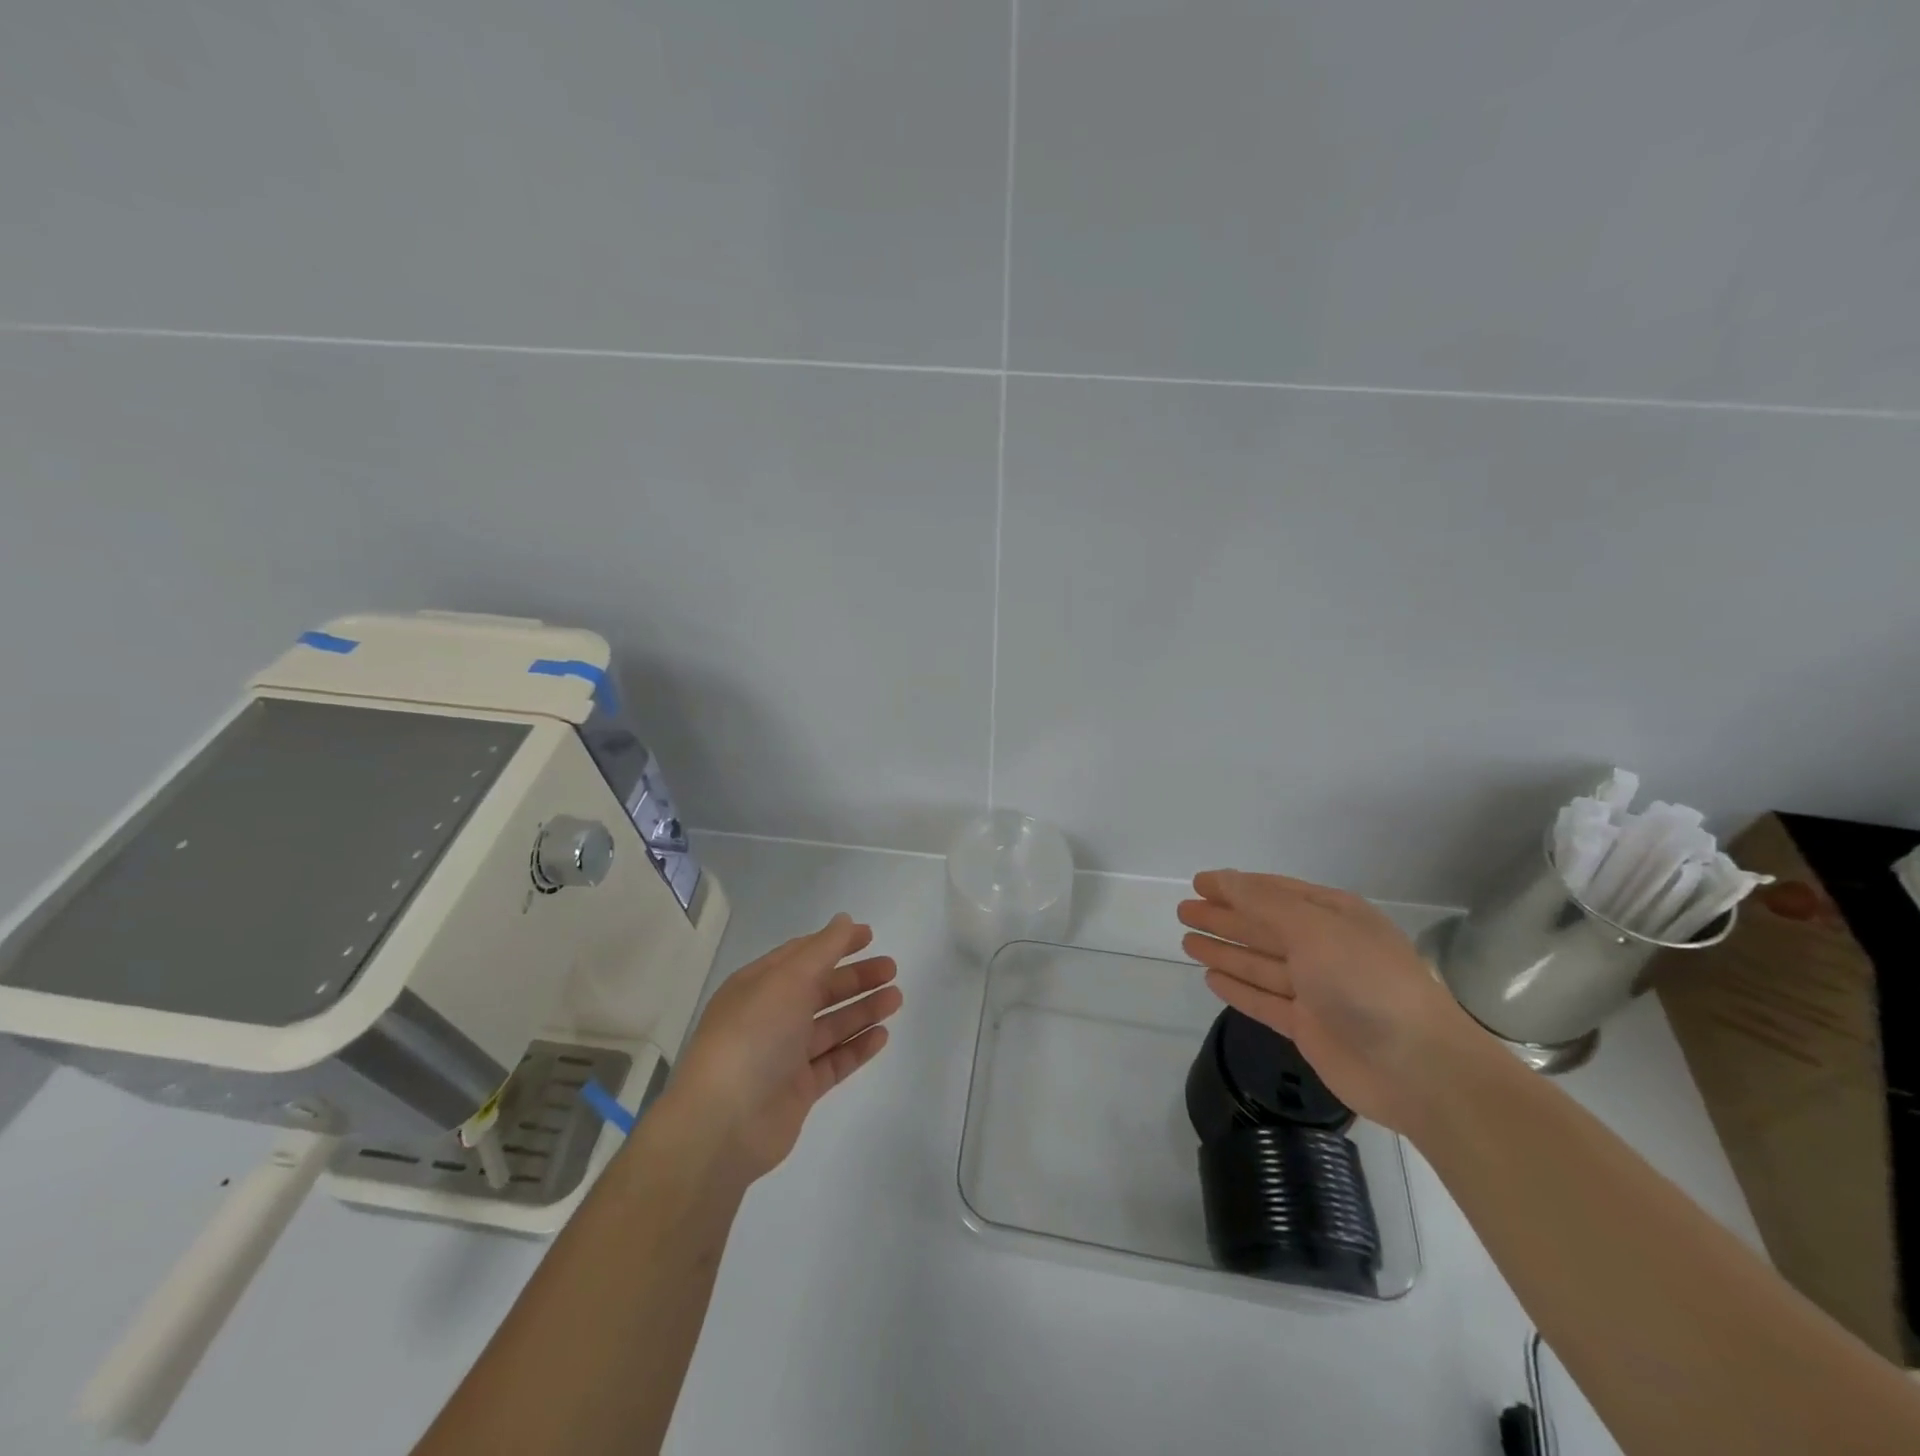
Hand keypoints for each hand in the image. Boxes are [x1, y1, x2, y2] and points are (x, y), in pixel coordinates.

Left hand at [660, 914, 901, 1184]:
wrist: (723, 1124)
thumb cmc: (753, 1037)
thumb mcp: (787, 980)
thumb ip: (822, 950)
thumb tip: (844, 920)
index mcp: (758, 985)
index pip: (801, 955)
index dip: (835, 943)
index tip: (870, 936)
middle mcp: (770, 1017)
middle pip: (819, 990)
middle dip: (855, 978)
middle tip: (891, 969)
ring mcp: (784, 1056)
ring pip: (830, 1026)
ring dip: (862, 1010)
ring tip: (896, 998)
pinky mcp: (798, 1091)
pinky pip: (834, 1062)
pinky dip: (857, 1048)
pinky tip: (882, 1035)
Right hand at [1178, 870, 1485, 1132]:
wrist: (1418, 1068)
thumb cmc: (1365, 982)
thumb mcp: (1313, 928)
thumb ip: (1263, 903)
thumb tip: (1223, 879)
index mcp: (1334, 916)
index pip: (1275, 893)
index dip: (1235, 886)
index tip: (1198, 883)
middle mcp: (1325, 948)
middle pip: (1263, 926)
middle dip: (1224, 917)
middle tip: (1184, 911)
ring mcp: (1317, 990)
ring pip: (1259, 963)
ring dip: (1225, 950)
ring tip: (1187, 940)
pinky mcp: (1309, 1027)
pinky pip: (1264, 1000)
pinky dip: (1239, 988)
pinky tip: (1212, 978)